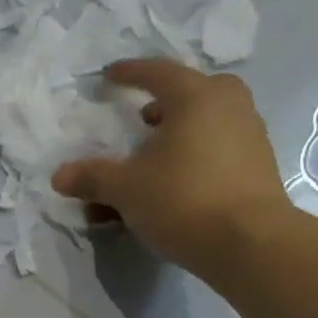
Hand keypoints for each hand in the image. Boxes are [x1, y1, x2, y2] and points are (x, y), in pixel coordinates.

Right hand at [52, 59, 290, 275]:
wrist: (250, 244)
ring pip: (208, 123)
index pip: (158, 73)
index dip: (130, 73)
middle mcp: (229, 109)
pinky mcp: (258, 170)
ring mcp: (249, 138)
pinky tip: (173, 184)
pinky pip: (218, 150)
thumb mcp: (125, 188)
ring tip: (151, 159)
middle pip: (196, 92)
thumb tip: (60, 177)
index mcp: (196, 98)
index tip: (109, 76)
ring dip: (179, 133)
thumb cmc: (182, 198)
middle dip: (166, 102)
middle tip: (143, 118)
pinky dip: (193, 157)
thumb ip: (92, 177)